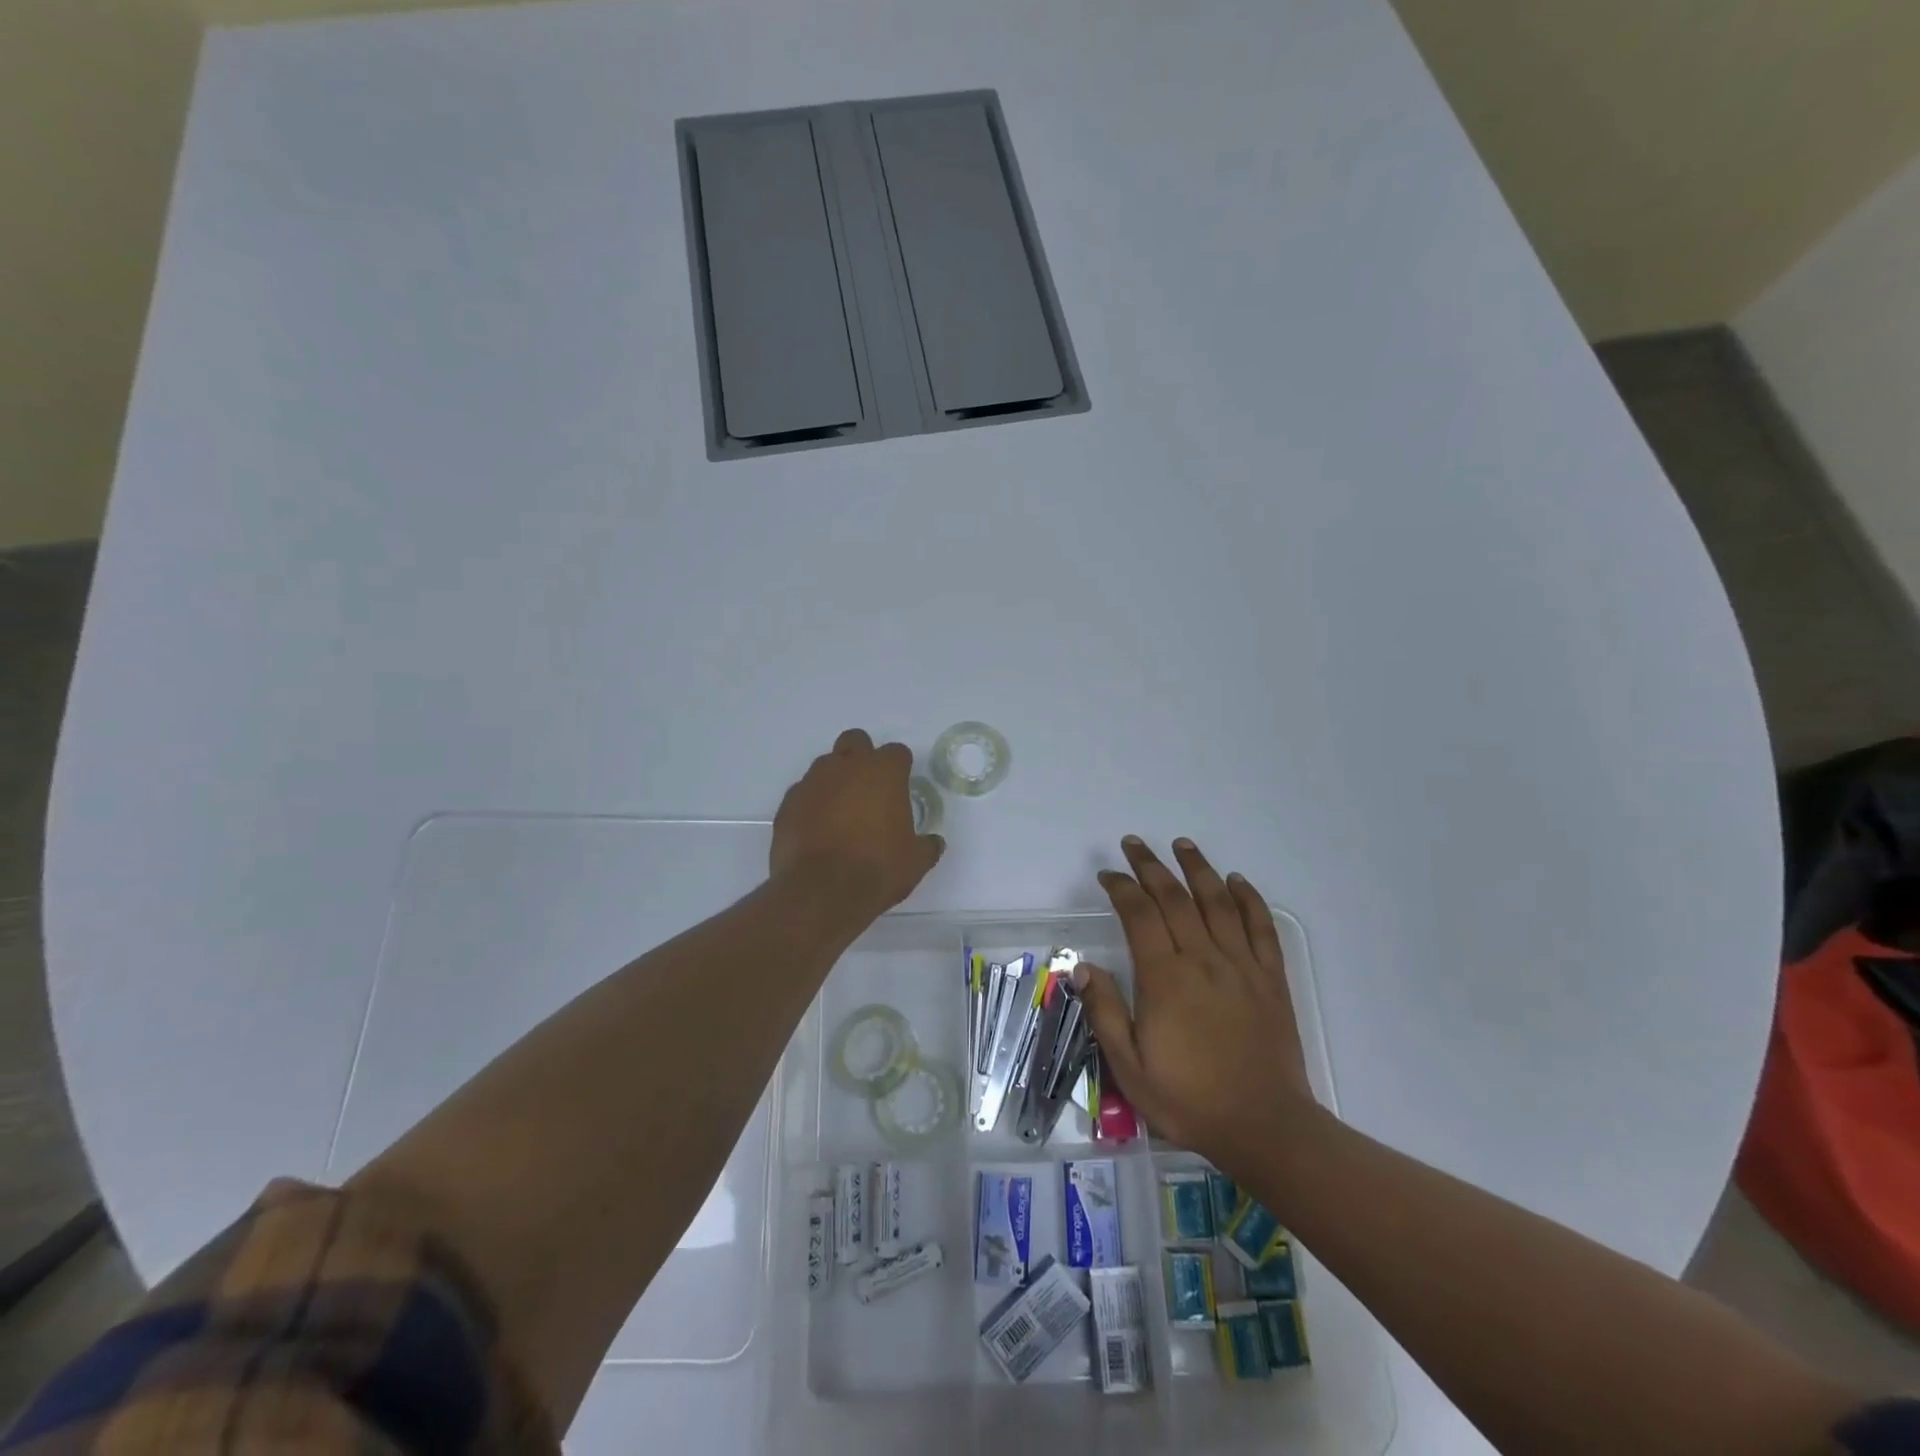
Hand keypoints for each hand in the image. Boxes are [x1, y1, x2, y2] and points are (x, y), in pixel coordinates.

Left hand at [771, 729, 944, 916]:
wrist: (821, 892)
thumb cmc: (877, 869)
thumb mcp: (915, 862)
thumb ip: (927, 845)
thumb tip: (933, 843)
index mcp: (883, 772)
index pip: (896, 752)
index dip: (900, 768)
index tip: (901, 787)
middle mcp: (846, 766)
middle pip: (855, 741)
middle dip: (863, 757)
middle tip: (869, 788)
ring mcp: (812, 782)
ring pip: (825, 764)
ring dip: (835, 779)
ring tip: (841, 812)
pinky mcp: (788, 803)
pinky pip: (803, 792)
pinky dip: (812, 804)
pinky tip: (817, 829)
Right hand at [1074, 837, 1316, 1170]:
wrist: (1266, 1127)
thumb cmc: (1190, 1100)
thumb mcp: (1130, 1068)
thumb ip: (1106, 1012)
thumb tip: (1083, 967)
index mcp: (1165, 979)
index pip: (1139, 915)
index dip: (1122, 888)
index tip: (1108, 875)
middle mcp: (1203, 960)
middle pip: (1175, 898)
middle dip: (1151, 866)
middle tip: (1134, 844)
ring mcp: (1242, 966)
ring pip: (1218, 903)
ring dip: (1198, 869)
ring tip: (1182, 845)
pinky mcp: (1271, 979)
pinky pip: (1261, 928)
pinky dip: (1249, 899)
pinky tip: (1236, 881)